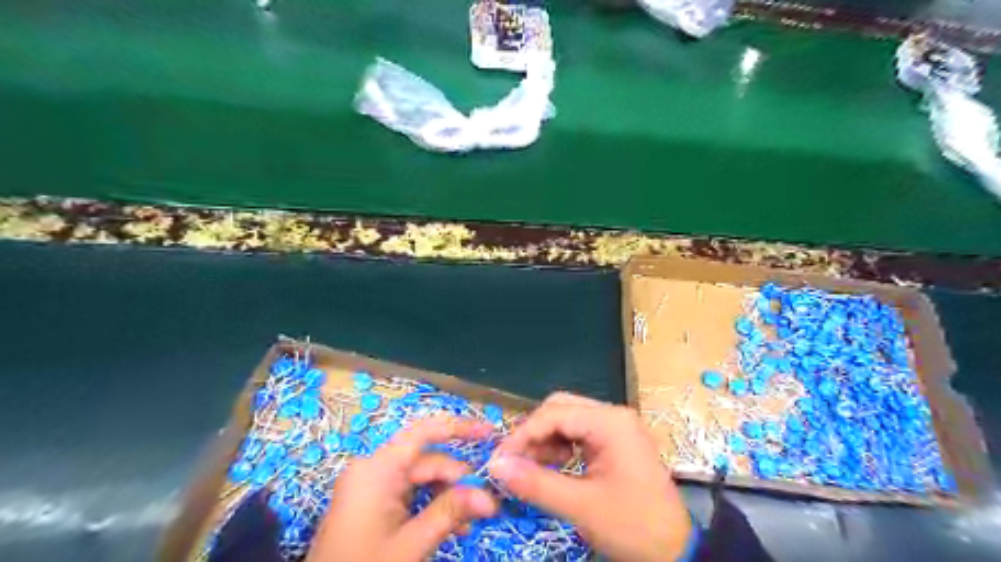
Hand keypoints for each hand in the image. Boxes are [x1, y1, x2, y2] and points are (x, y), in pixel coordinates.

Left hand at [311, 417, 497, 560]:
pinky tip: (451, 525)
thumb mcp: (410, 543)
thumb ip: (450, 513)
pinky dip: (430, 506)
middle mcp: (374, 468)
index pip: (424, 431)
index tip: (490, 433)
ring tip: (470, 521)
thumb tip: (489, 496)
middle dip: (458, 479)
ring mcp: (372, 485)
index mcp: (377, 468)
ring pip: (421, 479)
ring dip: (447, 496)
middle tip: (487, 504)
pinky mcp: (372, 502)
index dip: (459, 427)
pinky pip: (409, 493)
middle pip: (427, 460)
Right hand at [490, 392, 693, 560]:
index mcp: (609, 422)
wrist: (677, 552)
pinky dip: (560, 447)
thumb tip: (495, 466)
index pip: (554, 414)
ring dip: (545, 440)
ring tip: (529, 467)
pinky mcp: (615, 443)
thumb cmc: (633, 526)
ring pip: (568, 420)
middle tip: (513, 461)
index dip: (522, 435)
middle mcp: (613, 415)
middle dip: (533, 434)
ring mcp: (616, 428)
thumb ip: (535, 483)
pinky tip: (551, 466)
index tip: (498, 460)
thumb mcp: (581, 506)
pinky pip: (579, 434)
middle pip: (560, 409)